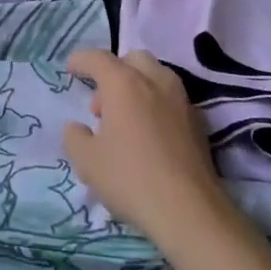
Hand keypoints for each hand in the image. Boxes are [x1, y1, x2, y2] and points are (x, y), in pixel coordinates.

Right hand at [62, 48, 228, 247]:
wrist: (189, 210)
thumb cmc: (130, 178)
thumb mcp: (87, 161)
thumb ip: (75, 137)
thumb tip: (77, 128)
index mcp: (124, 83)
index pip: (98, 58)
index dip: (81, 60)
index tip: (71, 68)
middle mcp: (155, 81)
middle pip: (133, 60)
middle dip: (114, 72)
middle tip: (101, 105)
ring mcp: (182, 100)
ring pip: (156, 77)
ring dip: (137, 87)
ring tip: (126, 121)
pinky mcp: (199, 122)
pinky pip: (172, 100)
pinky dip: (156, 106)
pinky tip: (150, 136)